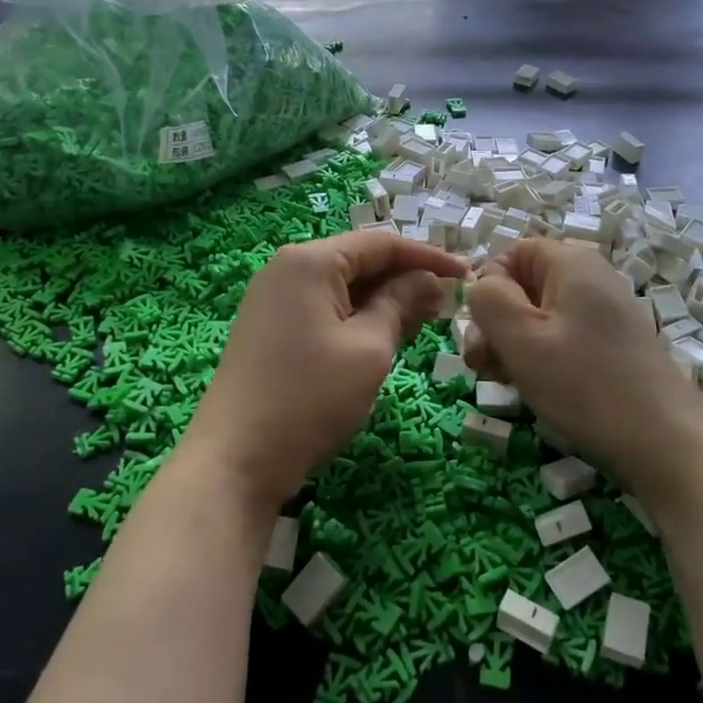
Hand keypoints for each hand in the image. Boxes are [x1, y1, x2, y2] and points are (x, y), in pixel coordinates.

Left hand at [183, 232, 470, 511]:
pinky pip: (323, 309)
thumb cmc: (309, 397)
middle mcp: (286, 269)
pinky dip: (356, 318)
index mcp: (309, 261)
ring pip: (341, 287)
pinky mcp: (269, 328)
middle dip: (405, 279)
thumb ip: (401, 304)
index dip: (428, 257)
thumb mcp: (368, 348)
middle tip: (447, 304)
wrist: (235, 459)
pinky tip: (382, 337)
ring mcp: (272, 299)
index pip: (381, 244)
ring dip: (383, 300)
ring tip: (423, 321)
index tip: (467, 275)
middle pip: (358, 261)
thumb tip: (429, 279)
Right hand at [465, 240, 702, 499]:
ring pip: (541, 317)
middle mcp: (592, 278)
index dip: (488, 288)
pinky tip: (539, 390)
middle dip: (496, 323)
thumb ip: (488, 301)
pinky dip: (542, 360)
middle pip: (524, 286)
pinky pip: (563, 339)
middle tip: (485, 367)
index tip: (482, 331)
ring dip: (514, 346)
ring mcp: (606, 314)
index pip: (511, 253)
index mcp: (571, 262)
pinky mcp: (614, 346)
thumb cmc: (585, 385)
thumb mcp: (521, 339)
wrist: (665, 444)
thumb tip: (482, 286)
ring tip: (511, 384)